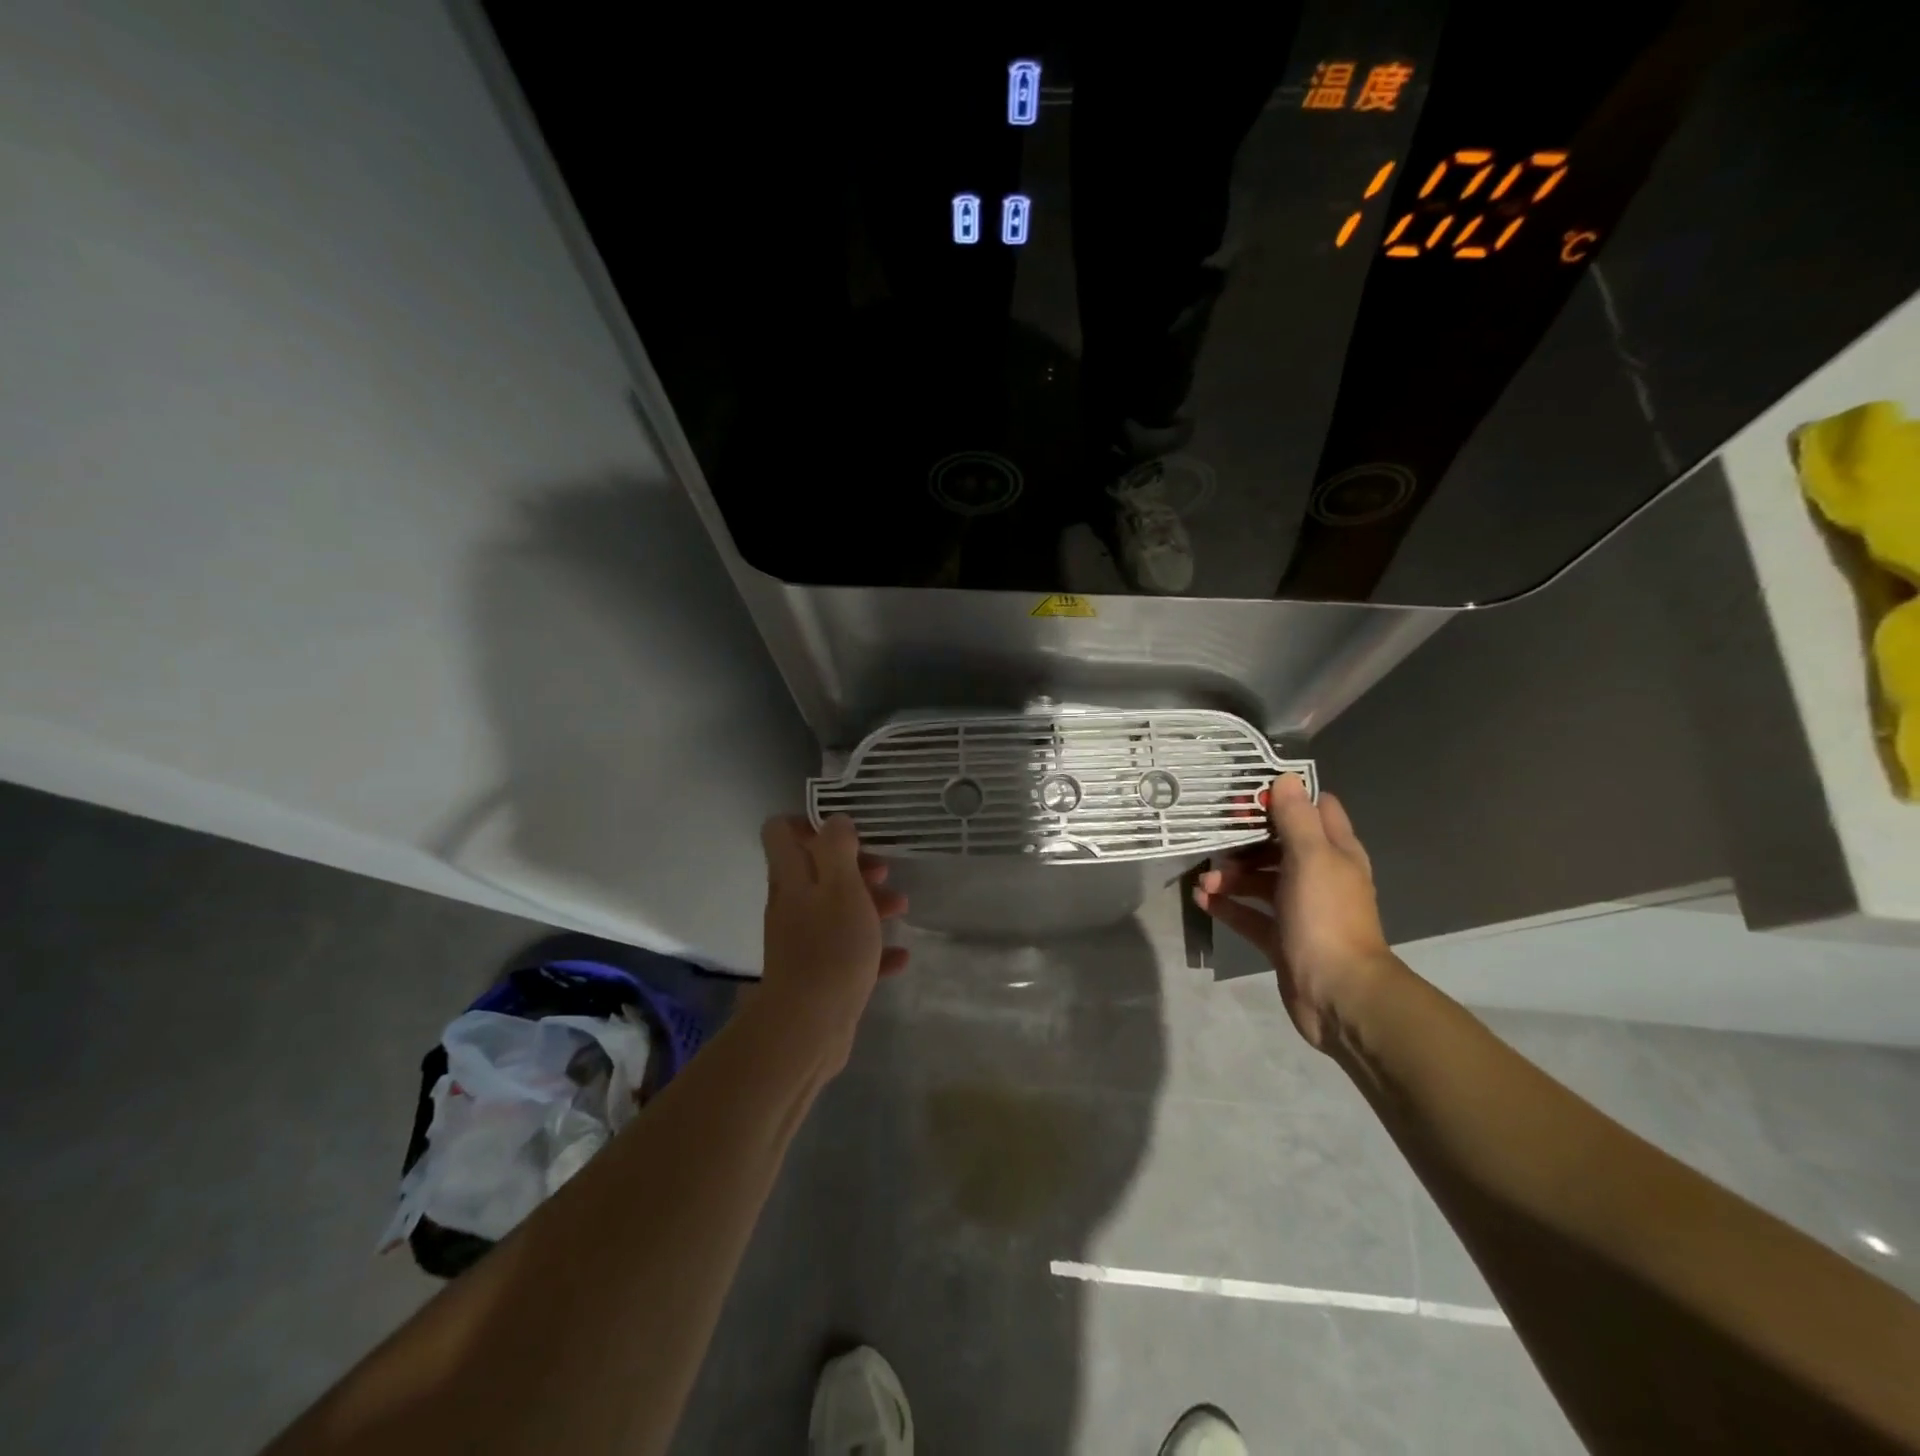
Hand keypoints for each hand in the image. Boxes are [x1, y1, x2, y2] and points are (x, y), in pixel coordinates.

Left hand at [758, 815, 907, 1069]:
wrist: (809, 1026)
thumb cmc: (831, 947)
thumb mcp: (842, 886)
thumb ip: (838, 848)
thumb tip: (835, 821)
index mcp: (792, 878)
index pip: (780, 832)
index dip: (809, 823)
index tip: (846, 832)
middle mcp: (791, 904)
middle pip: (816, 870)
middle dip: (853, 866)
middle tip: (884, 871)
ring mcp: (802, 940)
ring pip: (835, 909)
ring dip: (868, 903)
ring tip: (901, 909)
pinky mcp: (817, 974)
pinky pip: (846, 951)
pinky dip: (872, 948)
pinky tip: (900, 956)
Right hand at [1193, 774, 1394, 1049]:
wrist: (1338, 994)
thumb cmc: (1326, 917)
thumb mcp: (1311, 858)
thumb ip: (1296, 818)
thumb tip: (1285, 778)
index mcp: (1336, 853)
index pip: (1315, 810)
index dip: (1285, 798)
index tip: (1249, 796)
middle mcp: (1320, 877)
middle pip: (1280, 845)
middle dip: (1247, 840)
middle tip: (1215, 838)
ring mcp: (1301, 909)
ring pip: (1261, 881)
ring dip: (1232, 875)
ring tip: (1204, 881)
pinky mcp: (1282, 938)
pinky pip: (1249, 915)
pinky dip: (1227, 905)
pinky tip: (1202, 900)